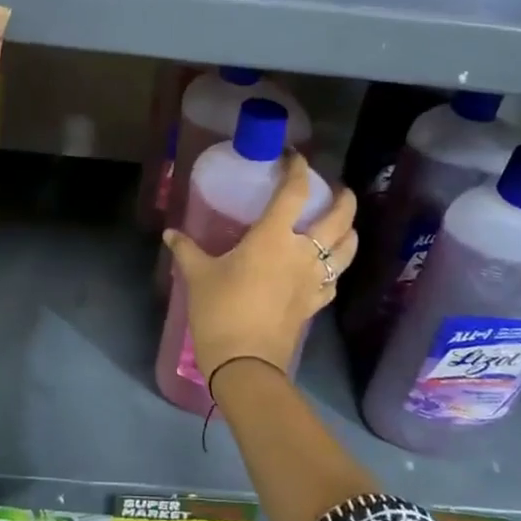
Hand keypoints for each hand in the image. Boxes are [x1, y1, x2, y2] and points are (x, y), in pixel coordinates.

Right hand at [163, 154, 357, 375]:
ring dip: (349, 231)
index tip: (294, 157)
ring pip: (347, 249)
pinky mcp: (315, 304)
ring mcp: (314, 280)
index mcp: (273, 237)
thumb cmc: (220, 311)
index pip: (295, 192)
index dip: (298, 169)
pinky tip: (327, 267)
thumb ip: (187, 250)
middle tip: (338, 189)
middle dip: (343, 198)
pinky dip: (336, 267)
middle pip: (339, 218)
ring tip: (343, 224)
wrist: (244, 363)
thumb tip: (170, 233)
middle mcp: (302, 253)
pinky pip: (335, 279)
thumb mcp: (197, 276)